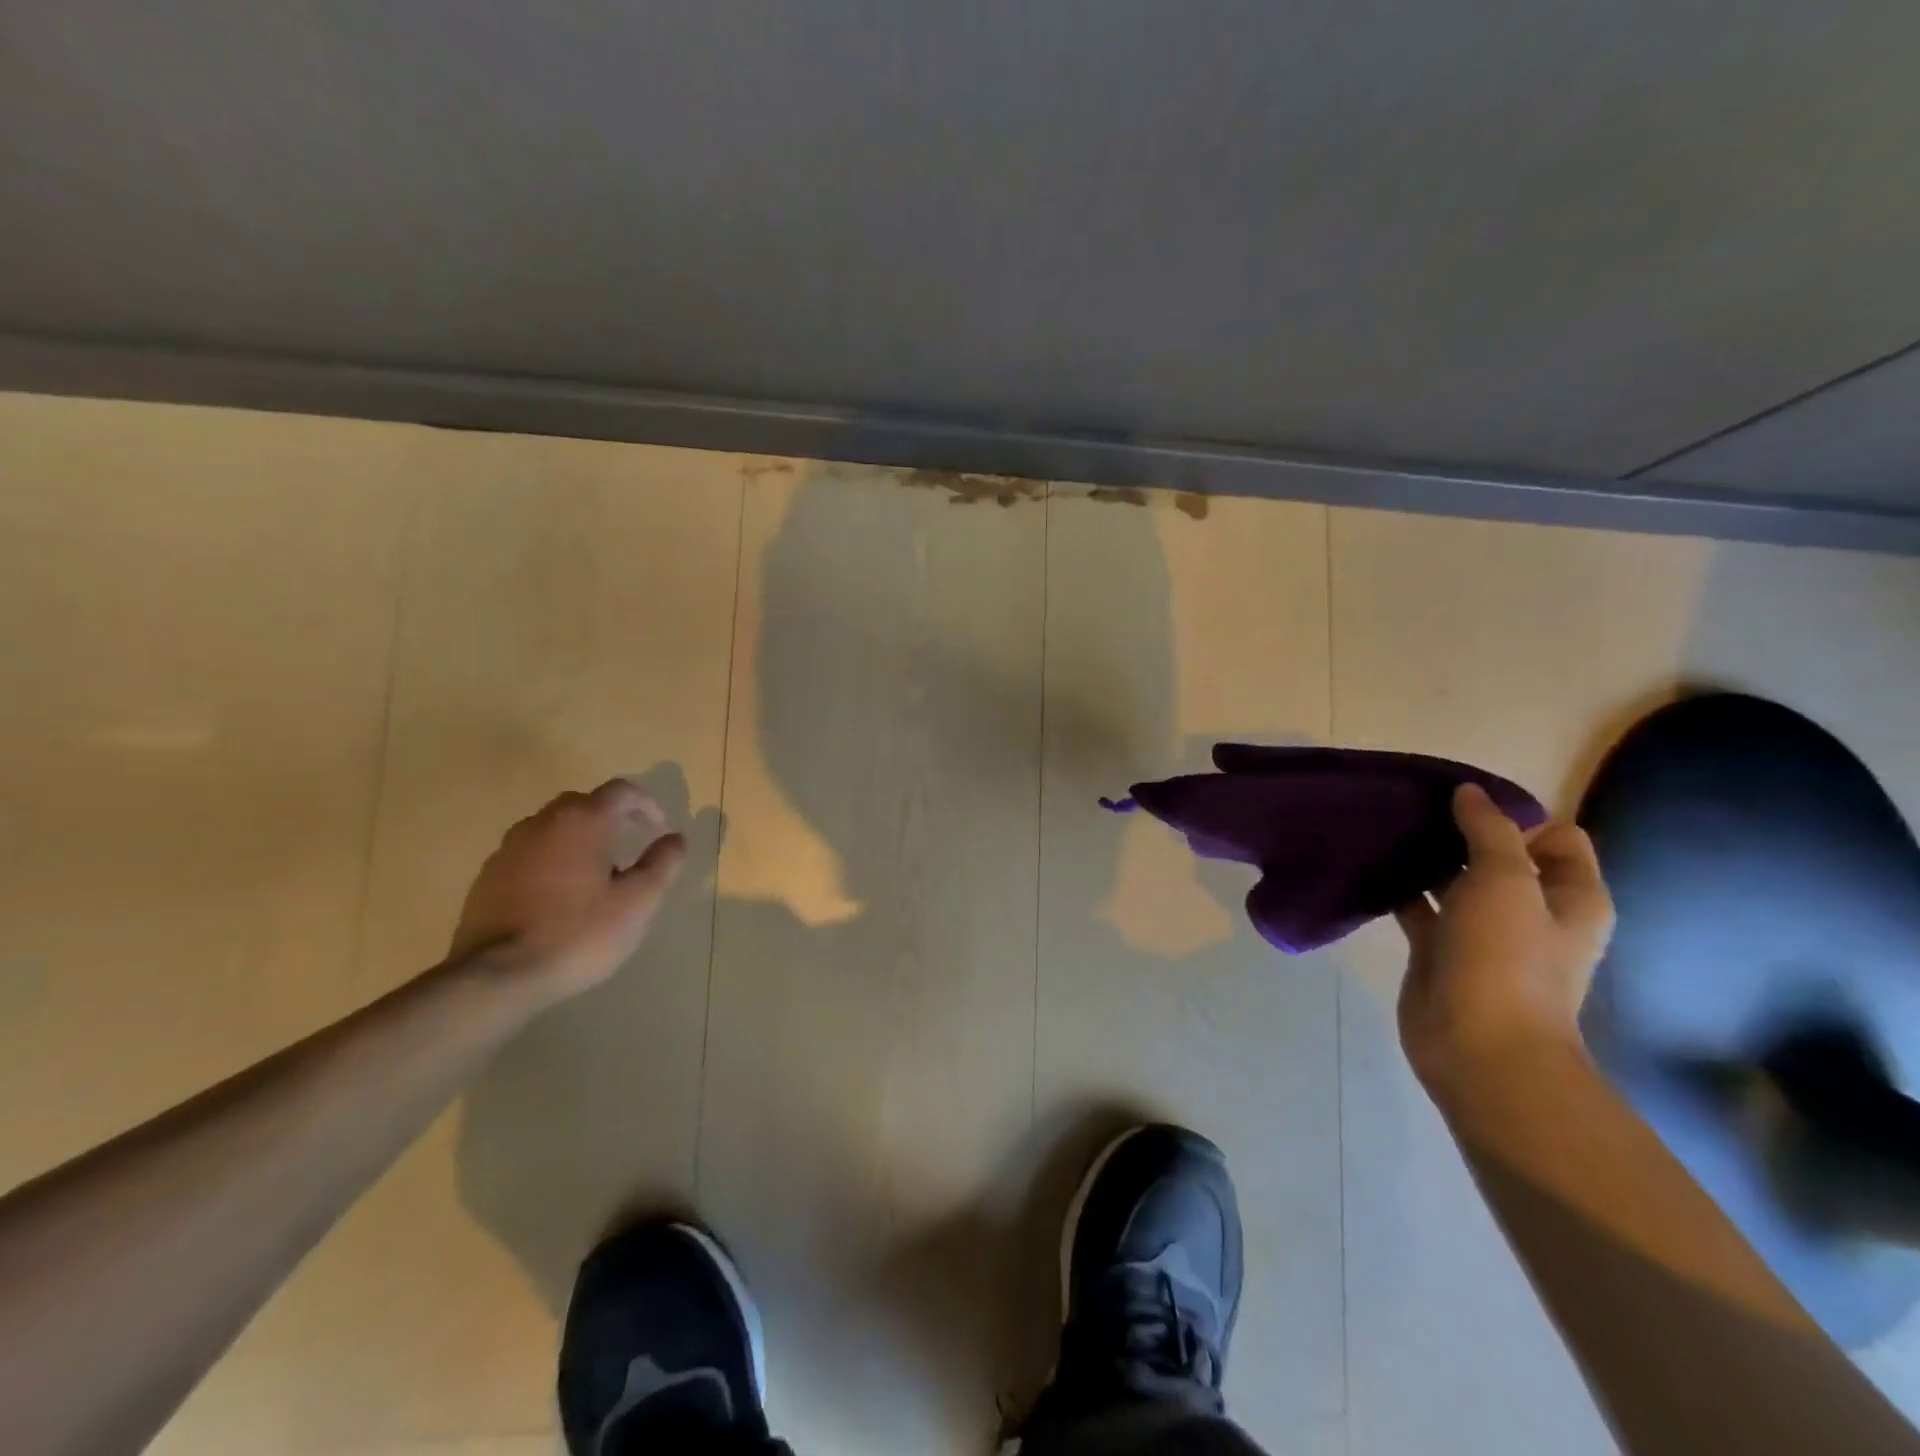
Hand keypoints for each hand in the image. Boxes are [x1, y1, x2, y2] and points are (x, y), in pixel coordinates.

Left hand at [450, 779, 687, 1003]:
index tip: (660, 829)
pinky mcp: (488, 876)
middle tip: (631, 843)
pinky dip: (552, 859)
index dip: (647, 804)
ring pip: (553, 827)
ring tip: (596, 871)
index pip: (621, 792)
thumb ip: (663, 863)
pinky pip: (530, 853)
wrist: (496, 976)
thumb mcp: (638, 901)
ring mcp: (509, 848)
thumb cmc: (578, 932)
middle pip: (584, 803)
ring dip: (580, 837)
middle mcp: (543, 823)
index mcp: (583, 822)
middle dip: (612, 817)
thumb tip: (676, 838)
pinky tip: (560, 894)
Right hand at [1395, 783, 1614, 1091]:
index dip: (1518, 817)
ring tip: (1387, 830)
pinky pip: (1421, 908)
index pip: (1557, 837)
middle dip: (1462, 832)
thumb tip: (1469, 792)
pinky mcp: (1441, 951)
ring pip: (1456, 882)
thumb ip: (1489, 831)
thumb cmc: (1507, 959)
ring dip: (1428, 860)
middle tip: (1415, 810)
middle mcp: (1532, 912)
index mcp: (1570, 896)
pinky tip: (1372, 868)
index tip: (1467, 808)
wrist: (1479, 1048)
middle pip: (1500, 856)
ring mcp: (1483, 934)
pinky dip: (1401, 889)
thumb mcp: (1506, 881)